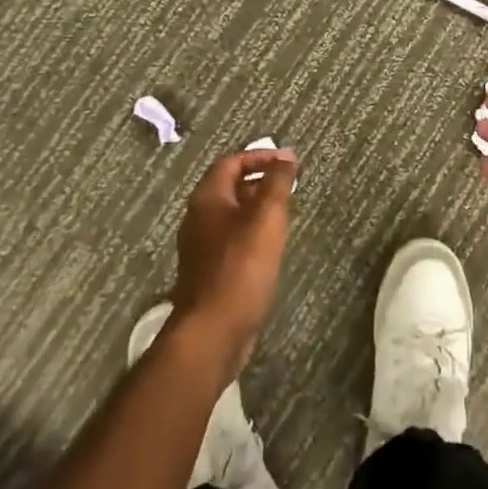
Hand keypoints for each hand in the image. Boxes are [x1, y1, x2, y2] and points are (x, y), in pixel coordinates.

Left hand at [171, 148, 299, 381]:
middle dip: (260, 181)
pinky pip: (231, 240)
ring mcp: (200, 247)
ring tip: (285, 214)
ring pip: (231, 215)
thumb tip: (286, 156)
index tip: (287, 162)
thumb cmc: (241, 268)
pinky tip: (270, 248)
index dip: (259, 157)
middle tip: (289, 187)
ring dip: (257, 209)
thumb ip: (277, 183)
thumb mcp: (267, 218)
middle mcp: (198, 218)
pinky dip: (251, 233)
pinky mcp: (208, 273)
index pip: (231, 162)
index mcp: (207, 198)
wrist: (212, 332)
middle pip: (229, 187)